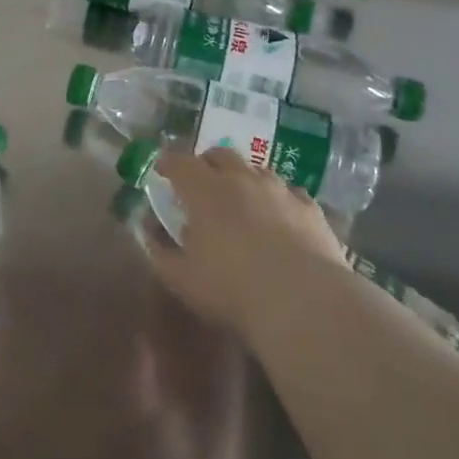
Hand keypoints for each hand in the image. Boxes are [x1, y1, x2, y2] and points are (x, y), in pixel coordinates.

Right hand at [145, 148, 345, 340]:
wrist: (304, 303)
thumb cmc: (232, 290)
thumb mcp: (181, 278)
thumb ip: (159, 250)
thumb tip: (148, 228)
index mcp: (204, 190)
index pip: (179, 162)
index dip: (167, 163)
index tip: (161, 170)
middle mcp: (241, 178)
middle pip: (219, 155)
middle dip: (205, 164)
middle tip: (200, 183)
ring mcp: (279, 190)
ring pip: (255, 169)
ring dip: (242, 177)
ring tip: (240, 199)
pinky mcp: (309, 208)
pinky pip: (289, 192)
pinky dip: (277, 198)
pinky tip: (279, 216)